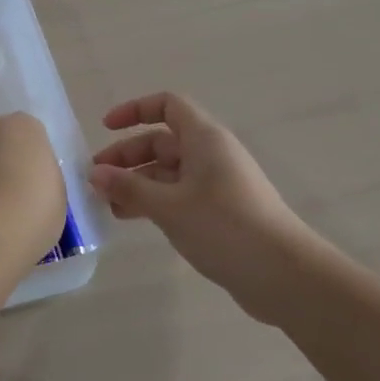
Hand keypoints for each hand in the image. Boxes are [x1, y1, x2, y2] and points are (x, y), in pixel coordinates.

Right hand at [90, 93, 327, 323]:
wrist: (284, 275)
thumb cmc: (224, 226)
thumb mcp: (169, 206)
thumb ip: (128, 188)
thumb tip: (95, 174)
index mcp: (204, 139)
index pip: (167, 105)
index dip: (135, 110)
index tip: (106, 128)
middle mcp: (210, 154)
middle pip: (162, 141)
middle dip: (127, 156)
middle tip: (96, 179)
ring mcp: (216, 184)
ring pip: (167, 172)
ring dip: (136, 182)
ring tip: (107, 204)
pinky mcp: (219, 212)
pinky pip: (178, 195)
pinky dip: (153, 201)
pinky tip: (131, 219)